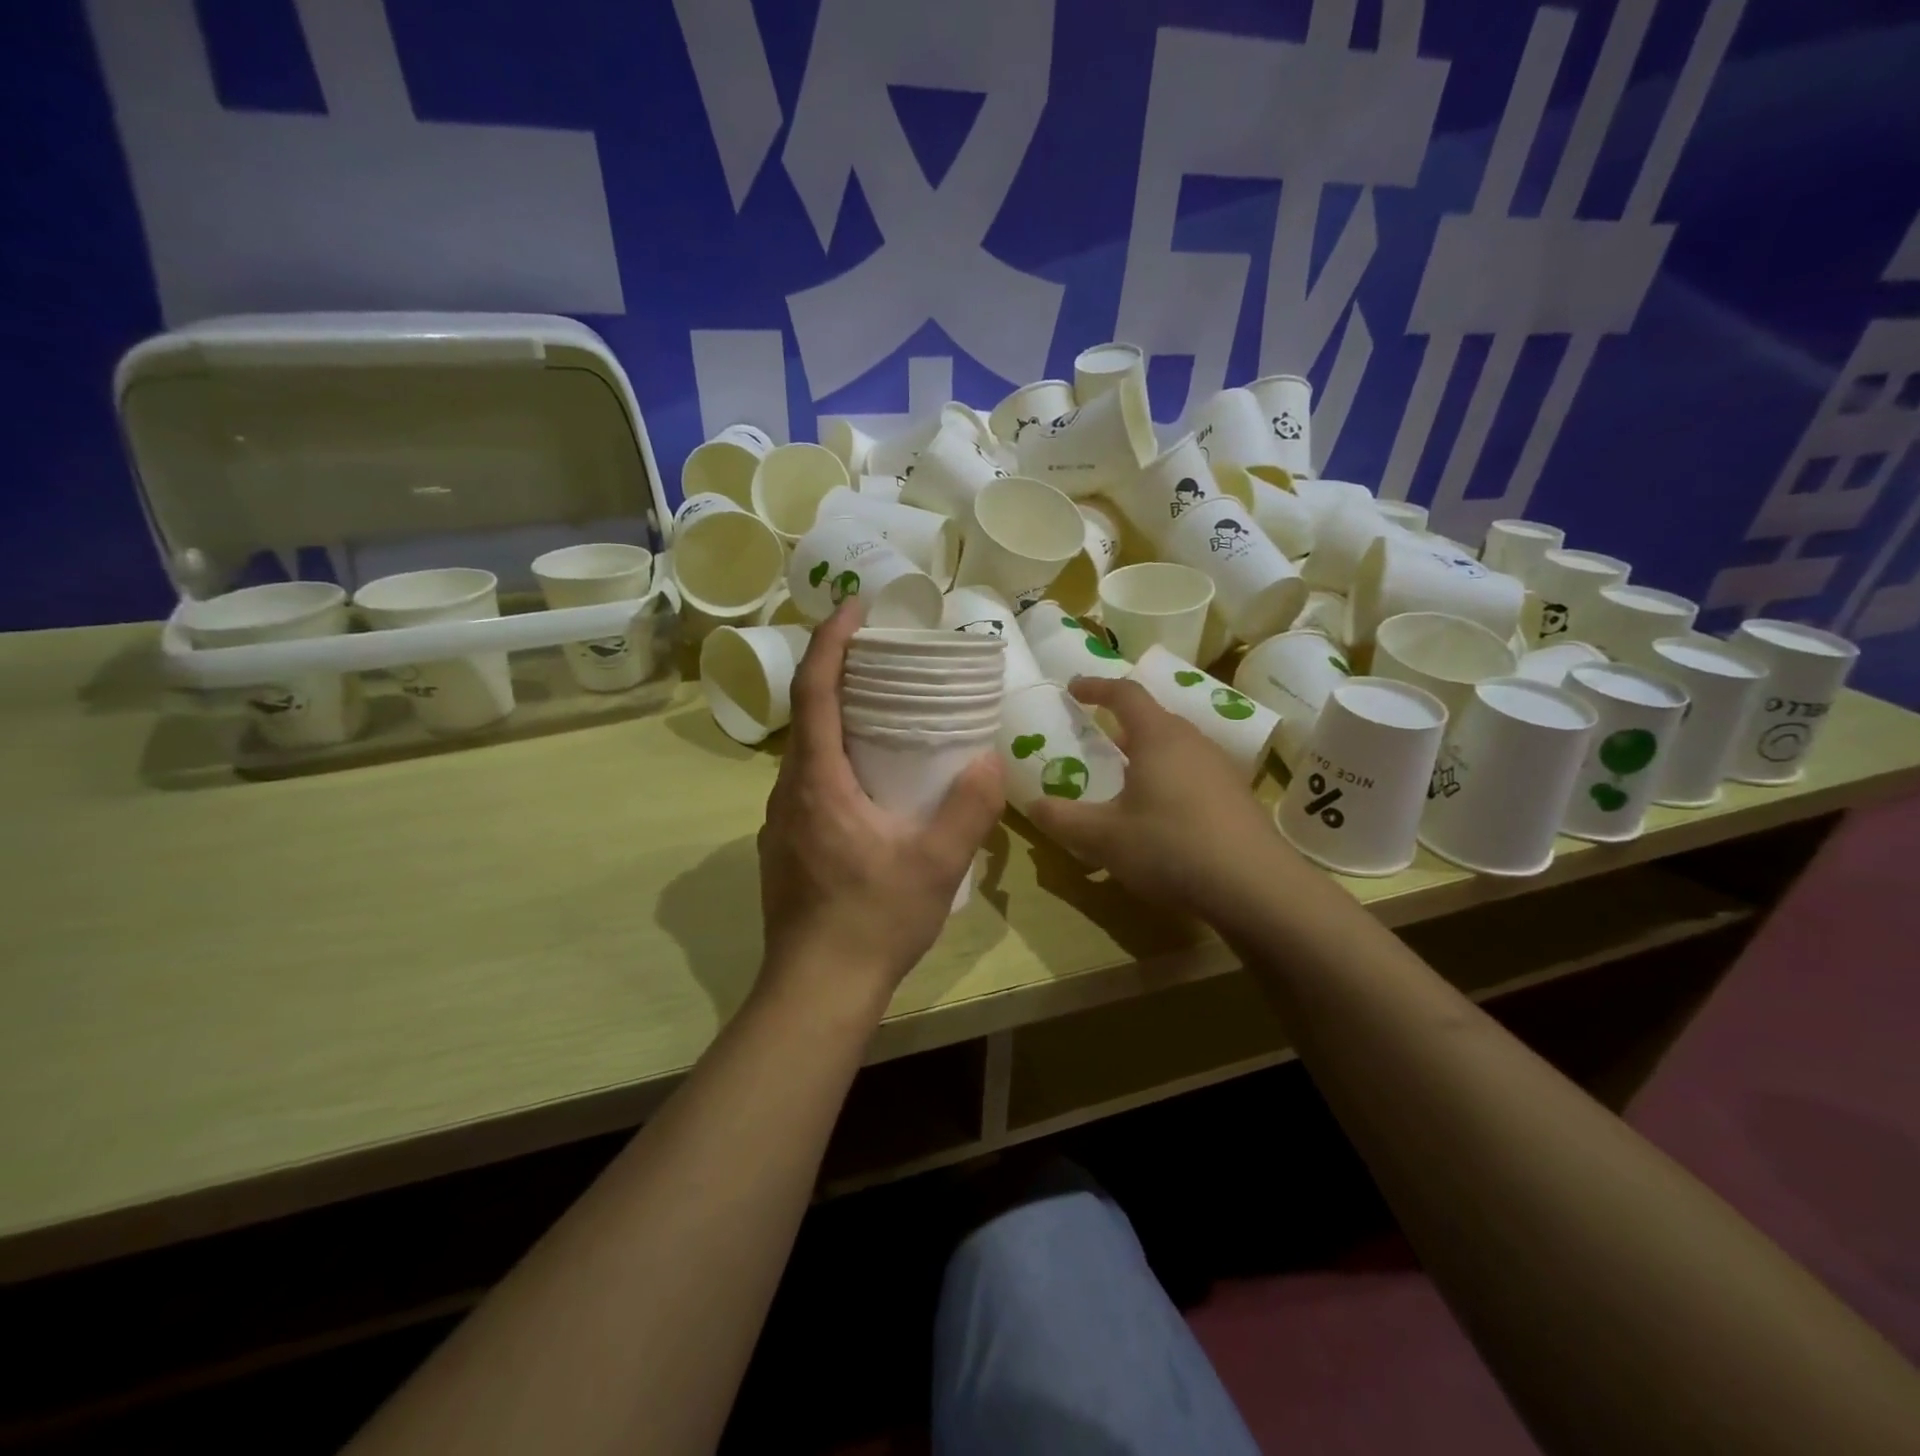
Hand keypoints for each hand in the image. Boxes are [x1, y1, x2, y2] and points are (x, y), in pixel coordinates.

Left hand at [757, 603, 1003, 1009]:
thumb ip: (967, 809)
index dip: (830, 643)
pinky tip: (869, 781)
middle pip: (807, 715)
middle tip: (883, 657)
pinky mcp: (785, 847)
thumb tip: (988, 759)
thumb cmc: (873, 921)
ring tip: (883, 712)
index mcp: (818, 782)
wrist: (816, 990)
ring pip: (806, 752)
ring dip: (836, 719)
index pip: (815, 692)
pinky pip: (808, 783)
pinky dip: (834, 758)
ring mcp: (780, 822)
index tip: (854, 609)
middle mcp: (789, 793)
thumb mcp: (935, 864)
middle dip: (837, 673)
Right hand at [1026, 677, 1307, 928]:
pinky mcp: (1236, 796)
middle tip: (1096, 740)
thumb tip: (1034, 805)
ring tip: (1124, 779)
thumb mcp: (1104, 838)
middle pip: (1153, 718)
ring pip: (1174, 746)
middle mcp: (1192, 741)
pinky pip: (1192, 771)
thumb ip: (1063, 819)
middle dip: (1120, 723)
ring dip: (1146, 753)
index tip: (1073, 689)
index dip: (1096, 686)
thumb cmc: (1171, 847)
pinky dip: (1168, 778)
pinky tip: (1160, 813)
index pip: (1125, 693)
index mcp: (1158, 737)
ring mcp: (1220, 768)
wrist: (1256, 887)